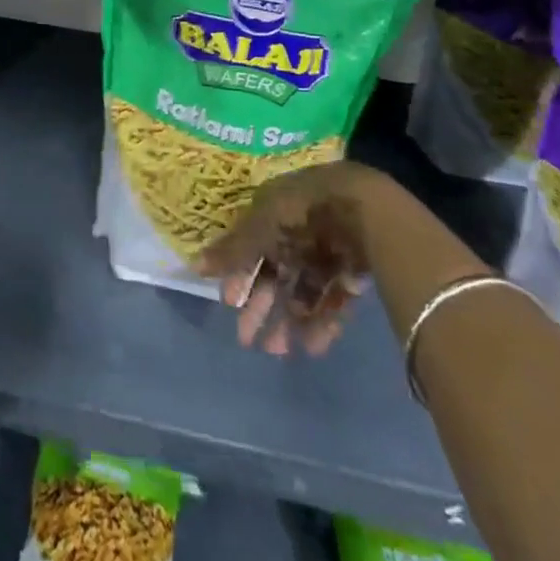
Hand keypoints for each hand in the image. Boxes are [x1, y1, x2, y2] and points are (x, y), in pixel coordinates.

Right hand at [195, 162, 382, 357]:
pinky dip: (322, 322)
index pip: (252, 247)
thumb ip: (233, 251)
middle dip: (262, 306)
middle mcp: (299, 231)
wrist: (365, 208)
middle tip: (249, 341)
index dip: (240, 275)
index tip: (229, 303)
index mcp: (274, 212)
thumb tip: (194, 266)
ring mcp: (328, 251)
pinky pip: (333, 299)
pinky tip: (313, 346)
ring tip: (281, 352)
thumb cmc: (303, 213)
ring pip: (303, 291)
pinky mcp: (353, 270)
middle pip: (276, 273)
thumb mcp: (261, 228)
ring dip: (290, 321)